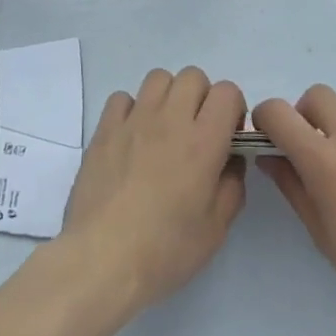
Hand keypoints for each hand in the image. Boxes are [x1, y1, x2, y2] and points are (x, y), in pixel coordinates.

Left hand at [57, 67, 246, 316]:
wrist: (102, 259)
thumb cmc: (165, 250)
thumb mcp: (216, 230)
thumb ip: (232, 186)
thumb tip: (230, 160)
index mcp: (203, 142)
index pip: (227, 91)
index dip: (233, 109)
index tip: (227, 136)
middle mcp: (170, 119)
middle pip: (193, 76)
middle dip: (202, 98)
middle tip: (196, 132)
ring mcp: (134, 119)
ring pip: (158, 78)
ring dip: (168, 97)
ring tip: (164, 131)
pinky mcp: (105, 128)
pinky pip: (123, 98)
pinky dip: (132, 110)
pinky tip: (132, 138)